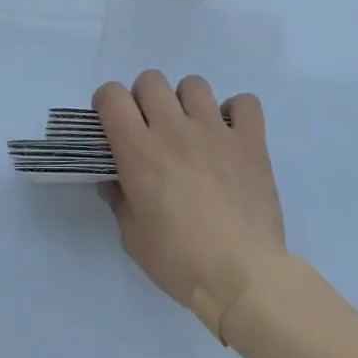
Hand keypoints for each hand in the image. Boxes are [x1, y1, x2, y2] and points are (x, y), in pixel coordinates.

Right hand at [95, 70, 287, 340]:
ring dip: (187, 102)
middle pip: (151, 80)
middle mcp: (174, 130)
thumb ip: (119, 200)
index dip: (107, 102)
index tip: (112, 123)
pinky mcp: (250, 142)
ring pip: (194, 84)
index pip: (112, 95)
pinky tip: (231, 135)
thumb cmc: (180, 261)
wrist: (243, 277)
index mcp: (139, 151)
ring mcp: (216, 131)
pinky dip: (236, 113)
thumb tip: (114, 180)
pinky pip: (245, 103)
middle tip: (151, 128)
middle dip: (144, 98)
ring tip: (192, 130)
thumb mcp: (132, 238)